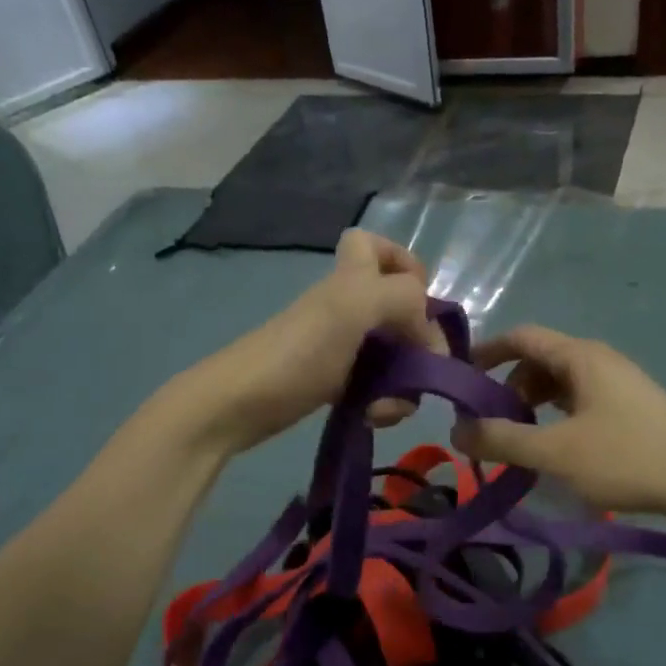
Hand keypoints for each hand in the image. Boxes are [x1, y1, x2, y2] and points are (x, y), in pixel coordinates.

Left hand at [179, 230, 440, 455]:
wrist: (238, 405)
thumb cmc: (296, 353)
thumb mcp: (352, 309)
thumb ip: (401, 298)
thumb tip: (427, 329)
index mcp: (351, 280)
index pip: (377, 246)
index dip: (404, 263)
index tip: (421, 301)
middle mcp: (348, 307)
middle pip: (399, 312)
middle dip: (419, 343)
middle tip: (421, 370)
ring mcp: (341, 347)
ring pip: (393, 356)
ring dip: (405, 383)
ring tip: (389, 408)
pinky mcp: (334, 384)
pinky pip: (375, 388)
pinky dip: (383, 404)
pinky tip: (373, 418)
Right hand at [450, 326, 665, 525]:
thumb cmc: (626, 459)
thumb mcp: (556, 452)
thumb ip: (503, 440)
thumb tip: (456, 432)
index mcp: (581, 357)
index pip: (522, 336)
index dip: (486, 351)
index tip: (460, 378)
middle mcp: (599, 360)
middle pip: (539, 361)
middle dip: (507, 387)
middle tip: (488, 423)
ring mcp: (618, 383)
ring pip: (559, 383)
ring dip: (531, 405)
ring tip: (518, 440)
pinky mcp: (629, 407)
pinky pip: (579, 400)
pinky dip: (555, 416)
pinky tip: (554, 446)